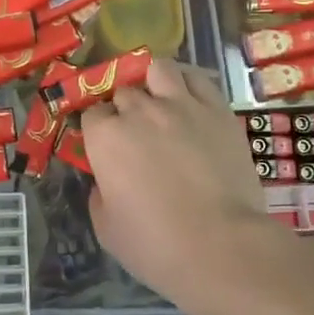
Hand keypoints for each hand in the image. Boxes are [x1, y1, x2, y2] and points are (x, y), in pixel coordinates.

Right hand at [80, 57, 280, 308]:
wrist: (221, 245)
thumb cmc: (155, 244)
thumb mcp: (106, 228)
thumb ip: (99, 194)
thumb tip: (106, 180)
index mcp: (105, 137)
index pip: (92, 114)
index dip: (98, 129)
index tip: (106, 146)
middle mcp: (139, 110)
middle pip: (124, 91)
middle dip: (125, 107)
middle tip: (136, 131)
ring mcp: (181, 105)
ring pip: (158, 69)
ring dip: (153, 80)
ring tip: (160, 99)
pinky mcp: (217, 110)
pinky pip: (198, 79)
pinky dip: (188, 82)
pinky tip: (188, 97)